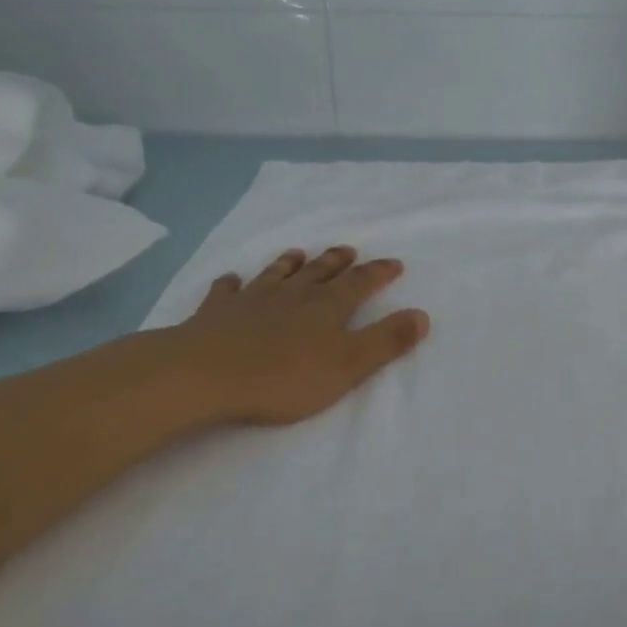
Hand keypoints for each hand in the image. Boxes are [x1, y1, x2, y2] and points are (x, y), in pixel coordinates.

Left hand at [140, 245, 428, 427]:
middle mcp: (293, 295)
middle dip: (337, 262)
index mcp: (327, 307)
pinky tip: (231, 281)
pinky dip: (232, 284)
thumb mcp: (348, 365)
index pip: (360, 283)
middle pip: (320, 272)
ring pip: (276, 274)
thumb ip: (386, 341)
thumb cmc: (284, 376)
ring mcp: (252, 300)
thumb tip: (422, 315)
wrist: (204, 375)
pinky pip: (226, 292)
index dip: (378, 273)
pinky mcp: (216, 313)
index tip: (394, 263)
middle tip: (348, 250)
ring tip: (298, 254)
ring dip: (291, 264)